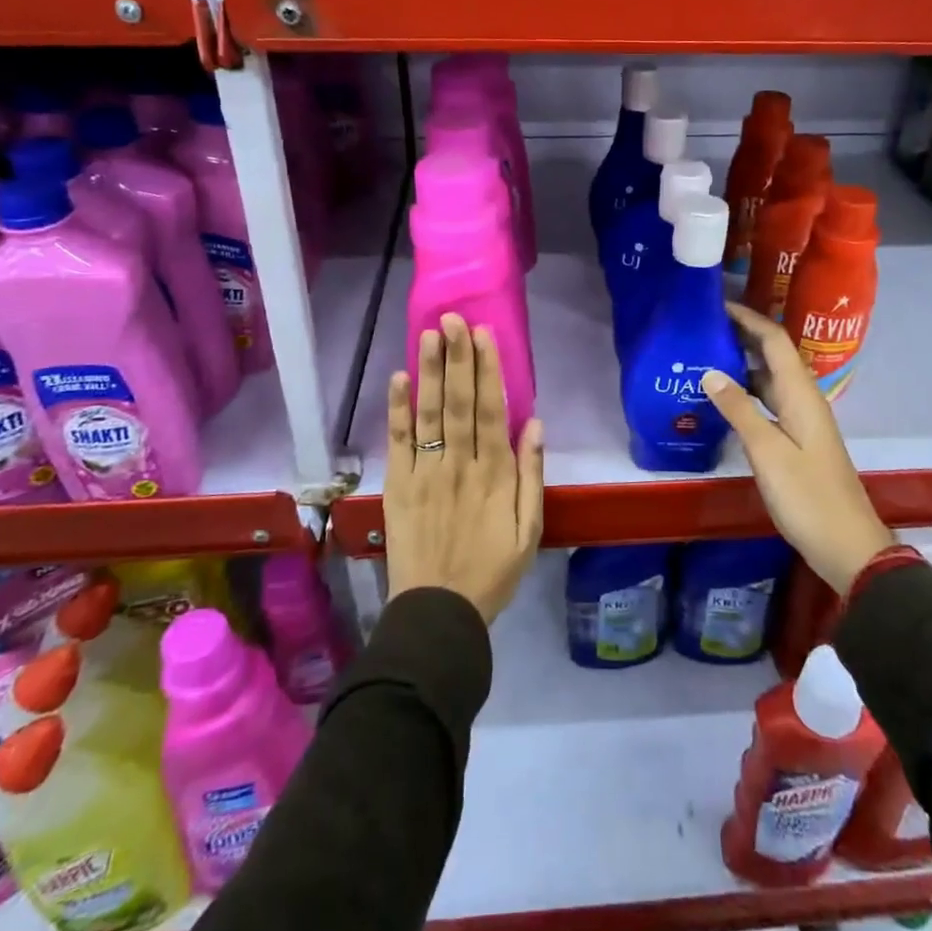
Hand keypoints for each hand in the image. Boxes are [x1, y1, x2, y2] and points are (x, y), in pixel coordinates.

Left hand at [384, 314, 544, 624]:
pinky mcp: (398, 485)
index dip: (487, 370)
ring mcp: (425, 473)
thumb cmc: (491, 570)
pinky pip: (398, 442)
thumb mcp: (529, 531)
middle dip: (457, 357)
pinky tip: (399, 379)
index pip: (490, 410)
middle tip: (454, 318)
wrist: (437, 612)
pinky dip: (397, 409)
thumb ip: (531, 475)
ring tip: (428, 334)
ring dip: (429, 371)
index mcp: (494, 474)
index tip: (484, 335)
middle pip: (458, 402)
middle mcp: (459, 464)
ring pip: (428, 413)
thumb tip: (533, 424)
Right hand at [702, 302, 891, 595]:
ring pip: (769, 380)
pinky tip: (722, 402)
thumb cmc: (807, 495)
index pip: (774, 340)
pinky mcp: (797, 440)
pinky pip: (769, 403)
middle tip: (701, 329)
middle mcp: (804, 399)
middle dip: (741, 336)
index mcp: (801, 394)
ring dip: (741, 365)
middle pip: (772, 355)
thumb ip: (738, 409)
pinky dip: (746, 394)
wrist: (846, 544)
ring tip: (702, 359)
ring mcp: (802, 420)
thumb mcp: (767, 451)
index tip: (715, 305)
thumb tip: (710, 371)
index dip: (747, 318)